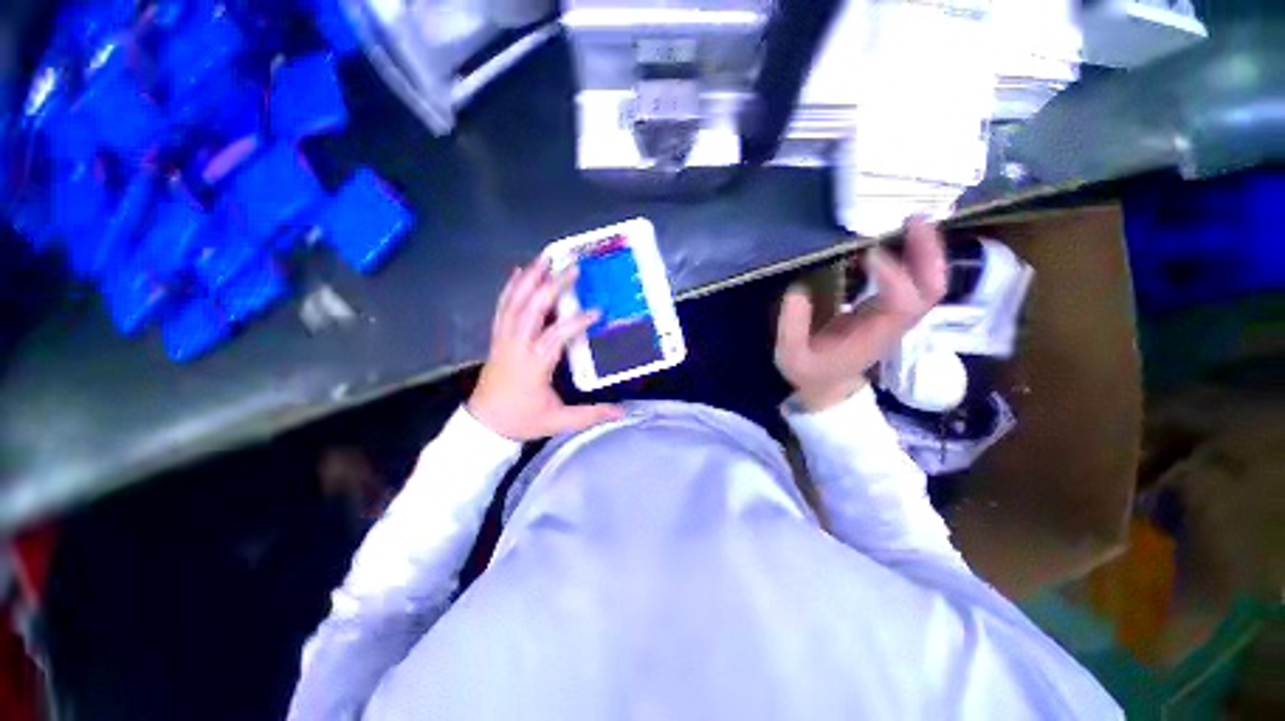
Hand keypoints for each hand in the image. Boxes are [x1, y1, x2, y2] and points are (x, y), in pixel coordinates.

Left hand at [468, 260, 624, 440]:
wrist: (484, 425)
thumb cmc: (522, 421)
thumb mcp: (558, 421)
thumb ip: (591, 415)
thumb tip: (621, 412)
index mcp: (535, 364)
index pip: (557, 335)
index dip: (578, 321)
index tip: (597, 311)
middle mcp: (518, 345)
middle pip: (533, 309)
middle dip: (553, 285)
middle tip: (571, 267)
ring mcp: (504, 339)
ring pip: (515, 303)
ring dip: (530, 279)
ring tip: (544, 258)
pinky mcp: (497, 338)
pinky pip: (502, 308)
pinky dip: (510, 288)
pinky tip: (517, 273)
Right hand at [775, 218, 947, 411]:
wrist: (829, 388)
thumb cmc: (810, 373)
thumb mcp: (790, 357)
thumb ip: (792, 327)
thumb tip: (797, 290)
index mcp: (875, 337)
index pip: (902, 304)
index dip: (893, 276)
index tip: (867, 253)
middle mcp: (894, 324)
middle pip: (931, 289)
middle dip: (928, 254)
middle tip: (912, 221)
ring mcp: (896, 317)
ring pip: (928, 283)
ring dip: (925, 251)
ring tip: (910, 222)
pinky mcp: (889, 311)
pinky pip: (914, 282)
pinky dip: (913, 258)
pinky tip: (898, 241)